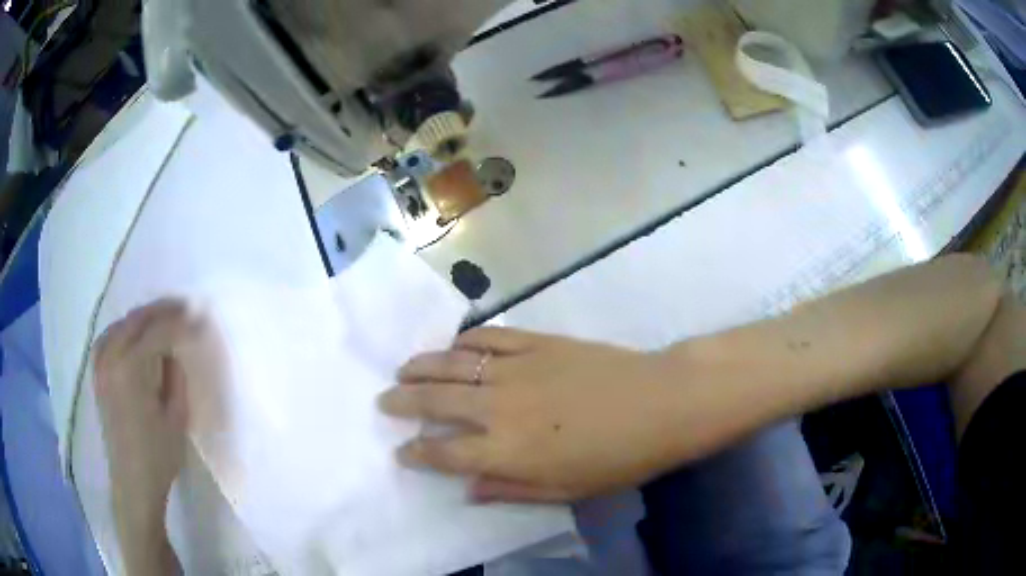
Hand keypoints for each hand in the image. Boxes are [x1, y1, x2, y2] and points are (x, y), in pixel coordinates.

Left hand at [93, 300, 193, 538]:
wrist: (132, 482)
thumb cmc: (158, 456)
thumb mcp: (176, 418)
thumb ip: (175, 377)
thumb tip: (174, 350)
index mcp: (130, 369)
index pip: (158, 333)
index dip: (181, 323)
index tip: (201, 318)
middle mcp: (111, 358)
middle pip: (136, 320)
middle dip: (162, 310)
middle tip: (185, 307)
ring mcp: (100, 365)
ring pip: (121, 325)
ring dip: (143, 317)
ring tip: (162, 317)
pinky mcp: (98, 375)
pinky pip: (108, 337)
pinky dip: (124, 329)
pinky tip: (133, 333)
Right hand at [379, 328, 713, 502]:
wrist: (660, 403)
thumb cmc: (617, 458)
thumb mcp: (565, 490)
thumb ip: (510, 488)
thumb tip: (468, 490)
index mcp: (506, 450)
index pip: (443, 453)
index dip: (416, 452)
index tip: (401, 450)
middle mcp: (499, 407)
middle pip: (436, 402)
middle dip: (403, 402)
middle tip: (384, 400)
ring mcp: (516, 368)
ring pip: (453, 365)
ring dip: (423, 367)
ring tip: (403, 369)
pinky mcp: (538, 342)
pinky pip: (490, 337)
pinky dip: (466, 341)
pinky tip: (453, 346)